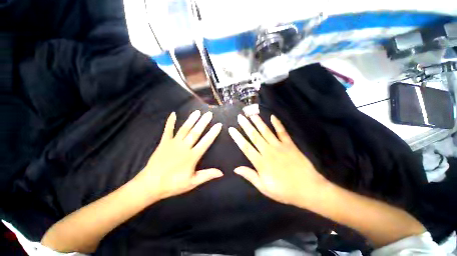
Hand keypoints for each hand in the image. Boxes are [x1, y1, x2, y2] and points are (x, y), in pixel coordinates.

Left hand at [134, 110, 222, 201]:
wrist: (150, 185)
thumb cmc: (173, 184)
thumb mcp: (192, 182)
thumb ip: (207, 175)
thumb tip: (221, 172)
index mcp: (192, 156)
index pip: (205, 142)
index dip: (213, 133)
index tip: (218, 125)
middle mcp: (184, 147)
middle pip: (195, 132)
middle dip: (203, 122)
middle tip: (209, 114)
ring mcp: (173, 143)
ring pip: (184, 129)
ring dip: (191, 120)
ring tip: (197, 112)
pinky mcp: (164, 143)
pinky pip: (168, 130)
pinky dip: (170, 122)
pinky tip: (173, 114)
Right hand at [228, 114, 328, 206]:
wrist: (308, 189)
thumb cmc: (284, 190)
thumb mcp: (264, 188)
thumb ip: (250, 176)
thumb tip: (236, 169)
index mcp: (261, 162)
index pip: (245, 147)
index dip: (237, 137)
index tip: (232, 129)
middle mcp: (268, 151)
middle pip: (254, 136)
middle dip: (246, 126)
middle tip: (240, 117)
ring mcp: (279, 146)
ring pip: (266, 131)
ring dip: (258, 122)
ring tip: (252, 114)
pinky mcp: (289, 144)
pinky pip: (282, 132)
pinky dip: (277, 124)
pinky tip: (272, 116)